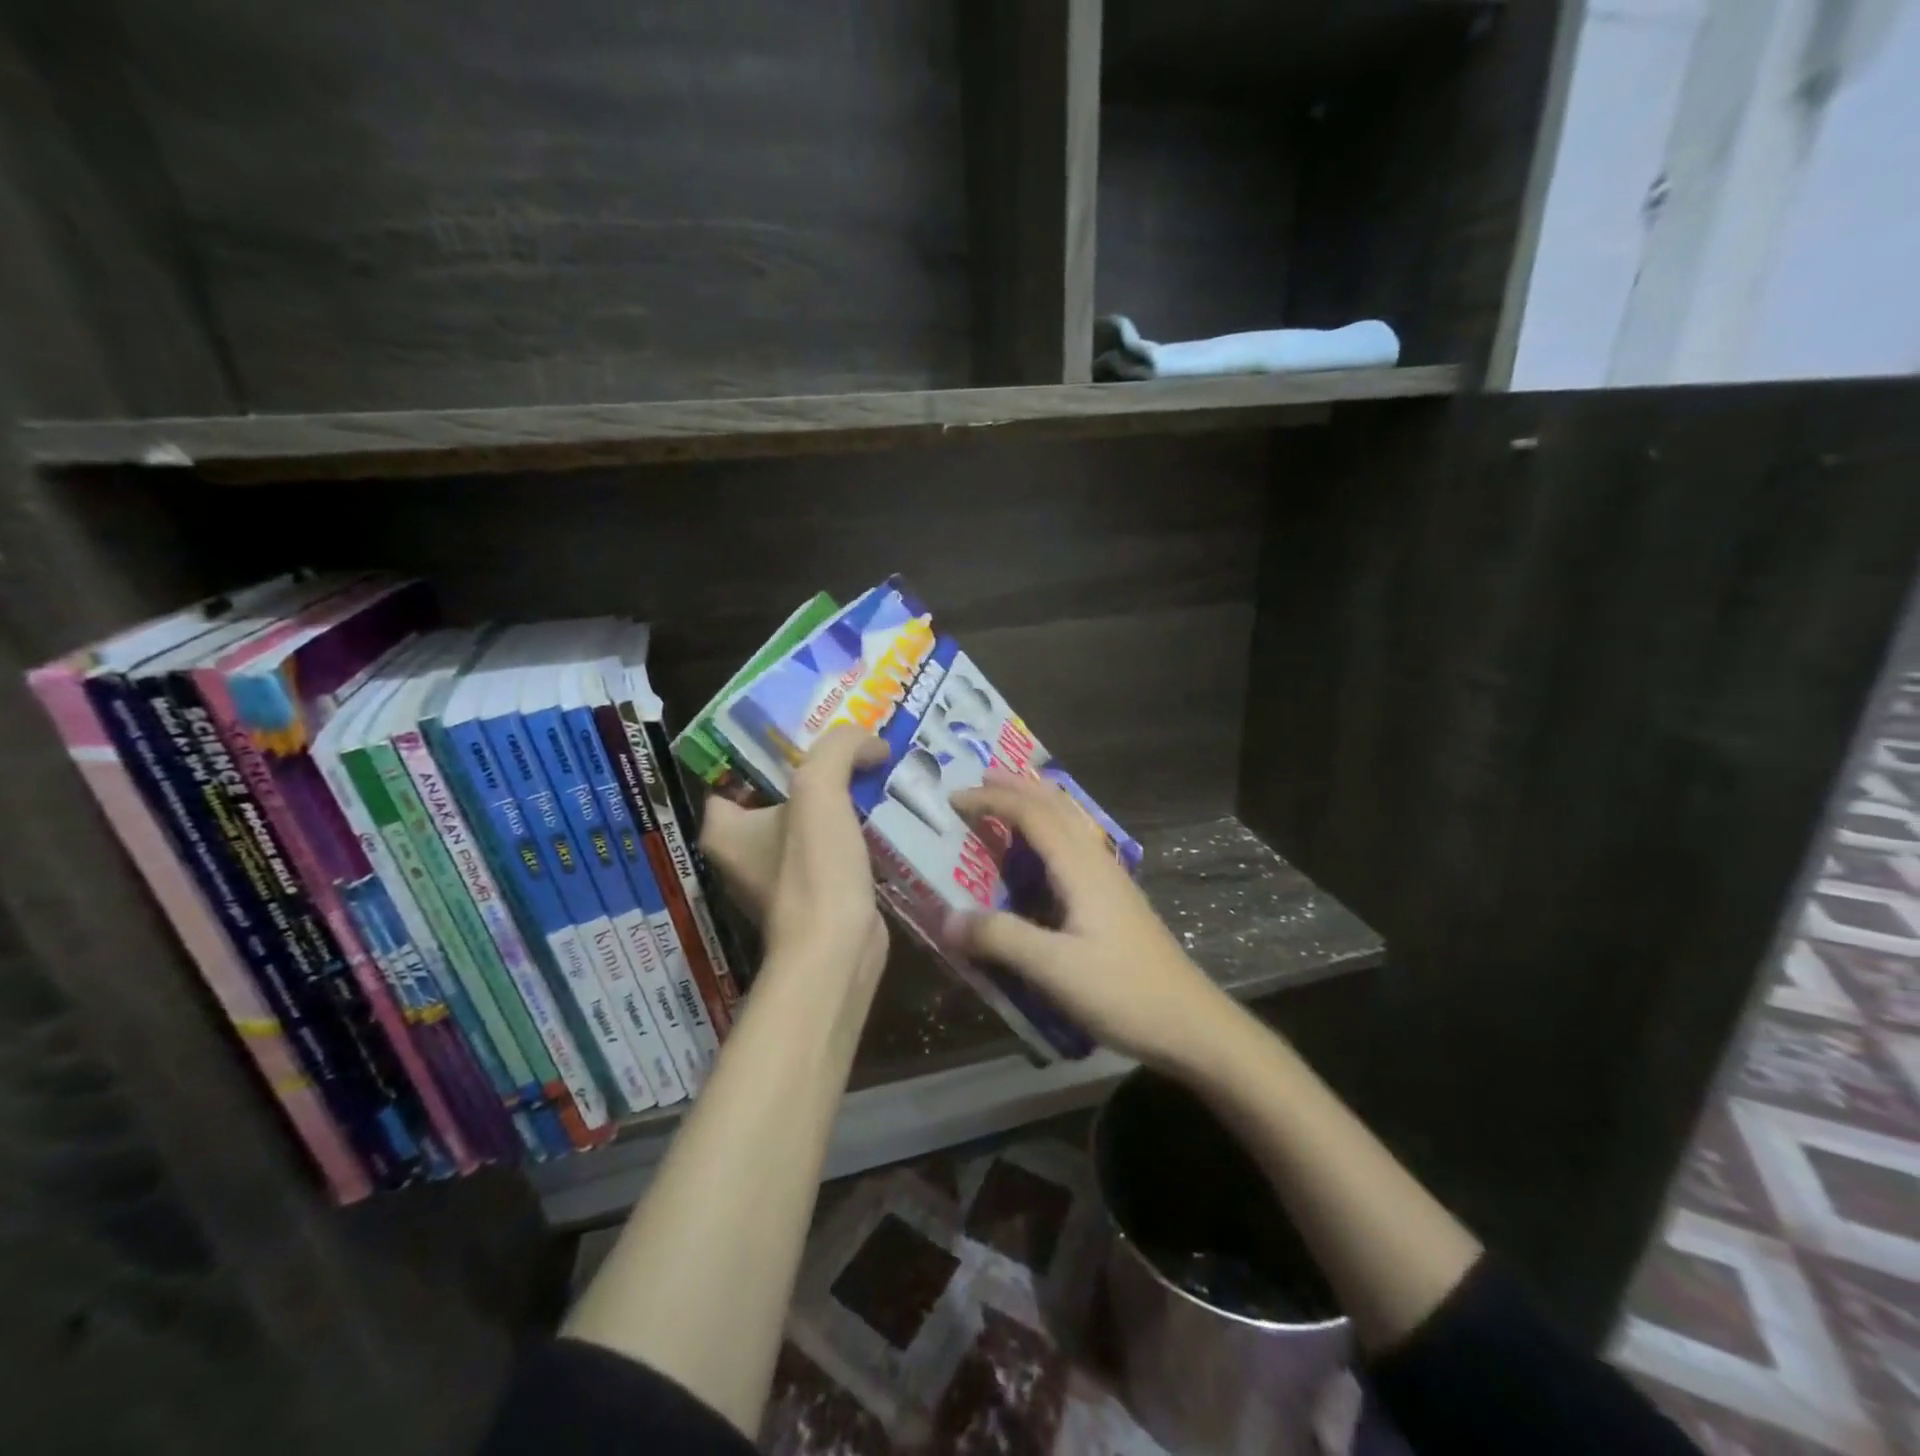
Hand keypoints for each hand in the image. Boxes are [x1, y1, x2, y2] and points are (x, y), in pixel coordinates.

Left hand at [699, 725, 889, 983]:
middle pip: (780, 792)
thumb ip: (840, 748)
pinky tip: (884, 810)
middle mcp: (744, 851)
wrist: (838, 950)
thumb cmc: (812, 869)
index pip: (735, 772)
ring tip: (875, 768)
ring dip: (841, 797)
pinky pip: (833, 845)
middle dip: (816, 767)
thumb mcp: (819, 789)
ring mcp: (780, 875)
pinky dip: (854, 828)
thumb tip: (872, 743)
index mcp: (724, 828)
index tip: (809, 726)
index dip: (769, 746)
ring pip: (811, 819)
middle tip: (853, 743)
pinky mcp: (816, 891)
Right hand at [949, 770, 1238, 1071]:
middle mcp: (1097, 863)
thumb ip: (1000, 938)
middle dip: (1018, 786)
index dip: (993, 799)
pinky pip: (1077, 846)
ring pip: (1071, 823)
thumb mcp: (1054, 969)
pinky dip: (1052, 830)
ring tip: (1010, 799)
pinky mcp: (1116, 902)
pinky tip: (1045, 854)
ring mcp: (1111, 881)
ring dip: (1038, 803)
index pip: (1033, 814)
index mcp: (1081, 868)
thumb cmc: (1123, 992)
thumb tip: (946, 917)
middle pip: (1057, 806)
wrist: (1190, 1024)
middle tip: (981, 775)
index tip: (954, 797)